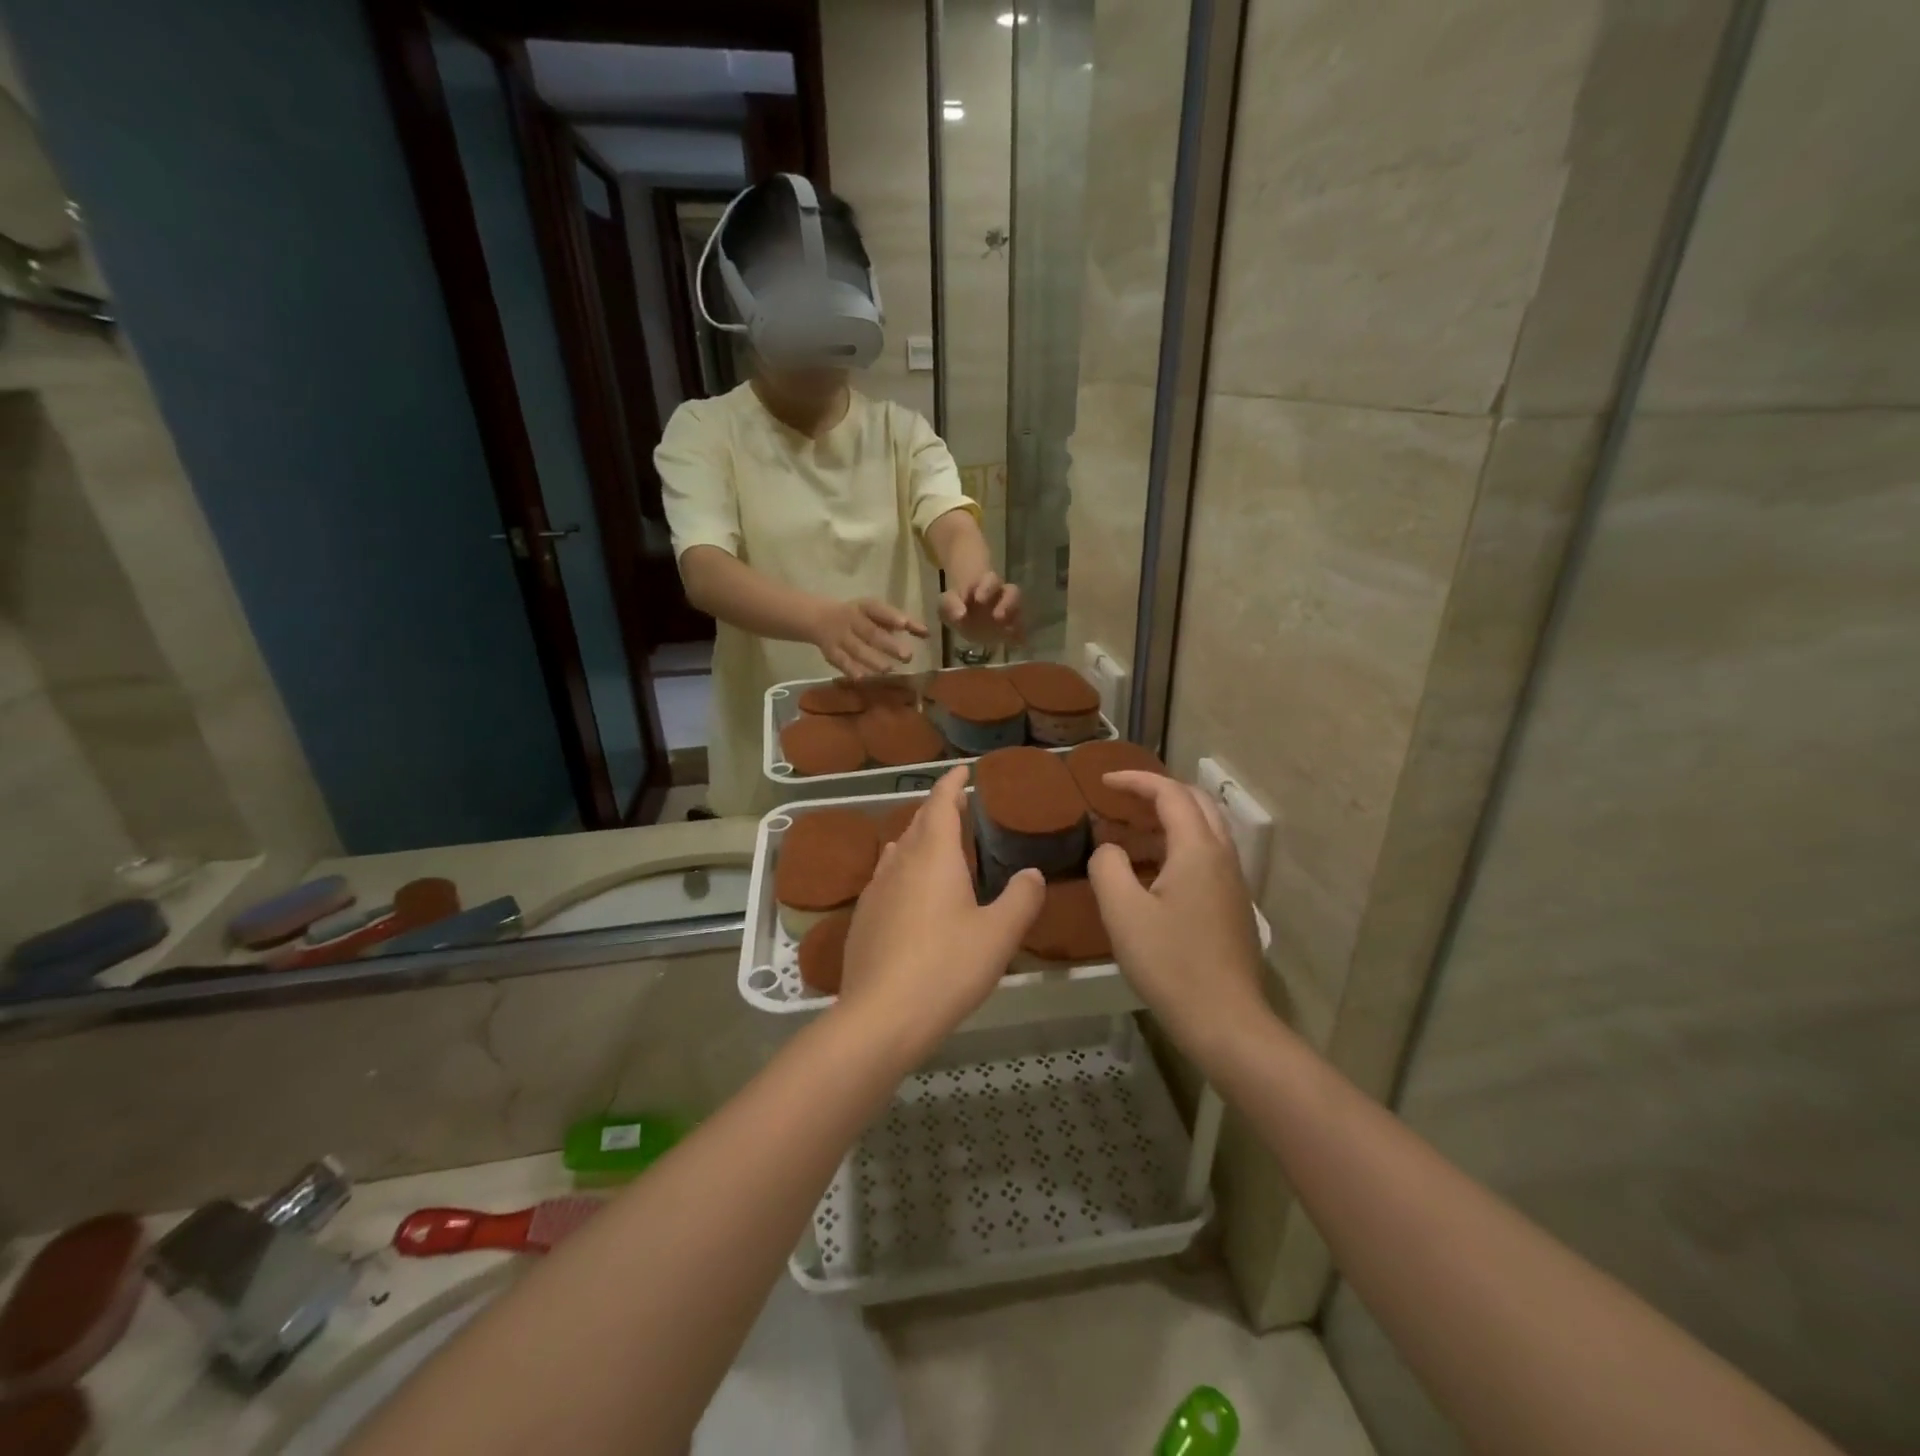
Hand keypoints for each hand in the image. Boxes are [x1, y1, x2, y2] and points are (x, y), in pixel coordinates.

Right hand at [809, 598, 928, 677]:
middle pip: (870, 632)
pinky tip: (862, 678)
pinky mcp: (831, 652)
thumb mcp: (878, 614)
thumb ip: (904, 623)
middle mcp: (851, 620)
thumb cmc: (860, 617)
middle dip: (888, 645)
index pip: (878, 610)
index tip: (904, 624)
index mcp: (864, 607)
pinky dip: (850, 669)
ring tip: (888, 669)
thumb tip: (927, 634)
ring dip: (872, 659)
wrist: (818, 618)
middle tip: (907, 656)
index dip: (890, 616)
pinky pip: (840, 661)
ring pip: (856, 649)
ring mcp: (840, 636)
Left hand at [837, 767, 1043, 1053]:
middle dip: (938, 809)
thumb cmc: (947, 967)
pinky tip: (908, 888)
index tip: (962, 770)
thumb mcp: (999, 935)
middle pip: (918, 823)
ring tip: (934, 841)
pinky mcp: (863, 917)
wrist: (881, 1015)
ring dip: (918, 838)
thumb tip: (1031, 874)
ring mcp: (876, 890)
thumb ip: (1021, 899)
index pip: (941, 804)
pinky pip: (886, 877)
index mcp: (934, 856)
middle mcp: (900, 863)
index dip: (952, 784)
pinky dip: (903, 868)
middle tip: (957, 804)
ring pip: (899, 850)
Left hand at [940, 572, 1022, 643]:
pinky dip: (1019, 636)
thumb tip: (960, 616)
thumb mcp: (946, 603)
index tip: (979, 599)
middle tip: (997, 617)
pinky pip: (1019, 630)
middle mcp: (1001, 594)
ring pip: (1019, 610)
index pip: (991, 580)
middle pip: (1012, 592)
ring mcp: (1009, 610)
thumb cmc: (956, 605)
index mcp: (985, 584)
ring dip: (1014, 621)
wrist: (964, 617)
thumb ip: (950, 606)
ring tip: (1007, 632)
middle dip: (1007, 603)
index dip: (987, 588)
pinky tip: (1015, 644)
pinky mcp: (1011, 627)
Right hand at [1087, 772, 1267, 1053]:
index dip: (1135, 781)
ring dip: (1170, 817)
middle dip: (1158, 791)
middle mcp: (1222, 856)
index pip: (1169, 793)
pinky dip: (1179, 843)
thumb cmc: (1170, 963)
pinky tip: (1154, 870)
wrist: (1226, 1020)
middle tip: (1122, 798)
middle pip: (1196, 802)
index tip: (1102, 783)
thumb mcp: (1122, 912)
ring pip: (1205, 828)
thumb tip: (1110, 849)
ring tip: (1133, 829)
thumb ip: (1108, 867)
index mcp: (1198, 849)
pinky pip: (1207, 854)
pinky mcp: (1233, 904)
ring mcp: (1233, 881)